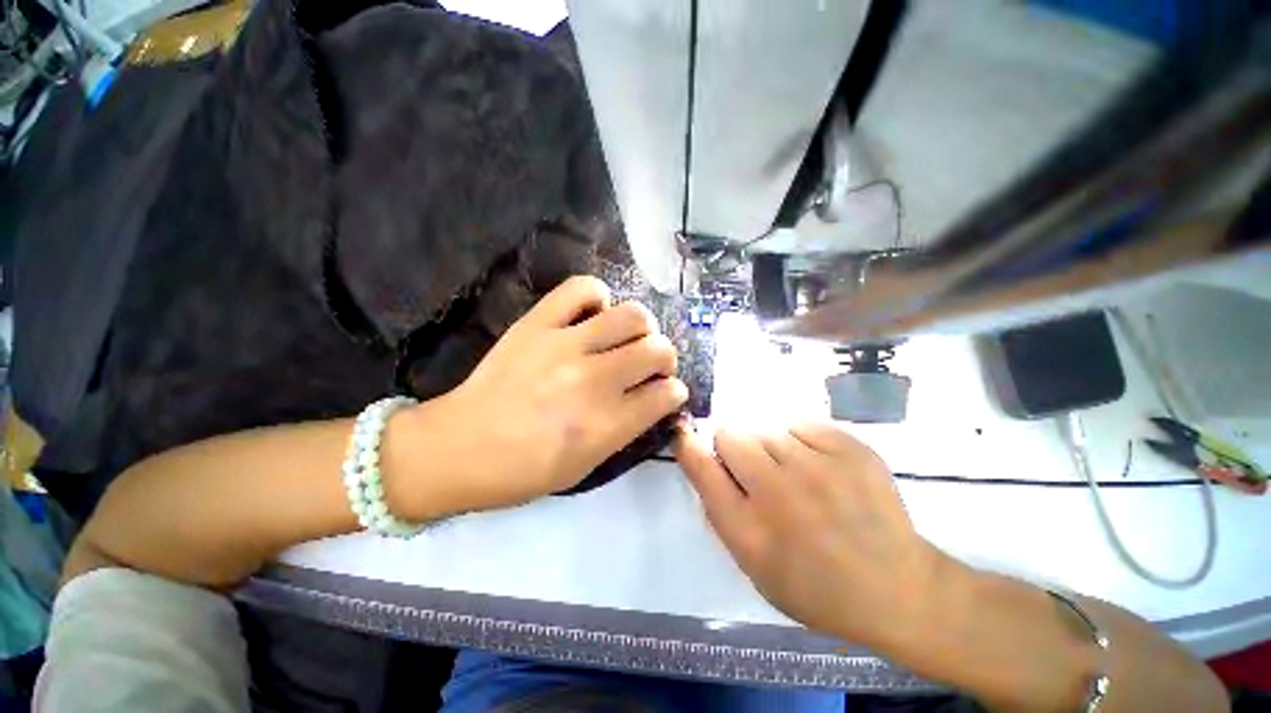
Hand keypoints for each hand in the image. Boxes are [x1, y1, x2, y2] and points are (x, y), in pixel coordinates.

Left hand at [395, 277, 687, 517]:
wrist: (459, 448)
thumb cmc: (524, 470)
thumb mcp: (586, 465)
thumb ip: (627, 429)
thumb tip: (655, 399)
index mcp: (606, 424)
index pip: (666, 394)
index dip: (675, 392)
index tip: (668, 392)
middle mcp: (594, 380)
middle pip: (658, 349)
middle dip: (665, 358)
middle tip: (651, 364)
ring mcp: (565, 345)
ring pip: (633, 315)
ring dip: (642, 328)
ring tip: (628, 337)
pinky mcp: (538, 322)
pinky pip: (583, 288)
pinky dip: (598, 296)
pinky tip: (594, 314)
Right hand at [674, 421, 941, 647]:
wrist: (897, 589)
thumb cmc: (815, 587)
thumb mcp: (753, 566)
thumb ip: (721, 512)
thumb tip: (705, 463)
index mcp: (750, 530)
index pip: (702, 468)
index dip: (688, 444)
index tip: (683, 432)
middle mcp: (779, 493)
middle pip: (730, 434)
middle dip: (733, 447)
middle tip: (755, 469)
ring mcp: (818, 467)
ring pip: (766, 429)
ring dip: (770, 448)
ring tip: (795, 475)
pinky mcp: (850, 449)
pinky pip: (800, 424)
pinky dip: (801, 441)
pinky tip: (820, 467)